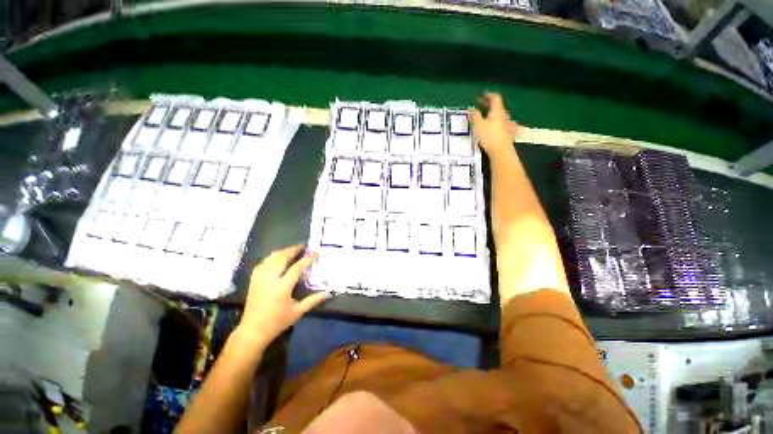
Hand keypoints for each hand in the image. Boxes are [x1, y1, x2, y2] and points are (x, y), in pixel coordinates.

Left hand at [234, 245, 328, 347]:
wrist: (253, 331)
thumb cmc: (277, 322)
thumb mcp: (298, 312)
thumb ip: (313, 300)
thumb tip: (328, 293)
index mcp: (282, 288)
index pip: (296, 268)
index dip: (307, 259)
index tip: (315, 253)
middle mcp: (270, 280)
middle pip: (281, 258)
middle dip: (293, 250)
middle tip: (303, 246)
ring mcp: (259, 279)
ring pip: (271, 259)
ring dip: (283, 252)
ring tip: (293, 250)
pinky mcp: (253, 281)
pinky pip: (263, 263)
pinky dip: (272, 257)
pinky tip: (277, 258)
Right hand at [470, 93, 518, 159]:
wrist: (501, 150)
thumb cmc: (489, 137)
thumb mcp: (478, 125)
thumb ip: (475, 116)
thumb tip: (472, 109)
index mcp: (497, 111)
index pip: (495, 98)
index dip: (488, 95)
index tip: (481, 95)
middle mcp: (504, 115)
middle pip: (498, 106)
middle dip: (489, 104)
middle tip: (481, 104)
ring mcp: (507, 124)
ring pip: (499, 115)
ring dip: (492, 113)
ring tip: (486, 115)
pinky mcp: (508, 132)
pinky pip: (502, 123)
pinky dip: (496, 122)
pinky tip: (495, 126)